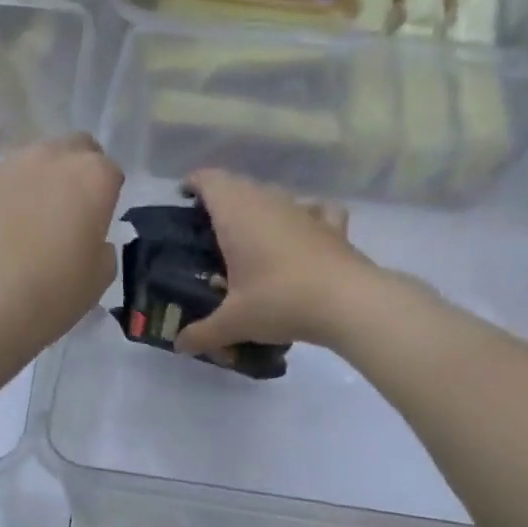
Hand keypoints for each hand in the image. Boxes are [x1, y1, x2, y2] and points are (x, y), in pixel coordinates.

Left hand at [0, 134, 123, 345]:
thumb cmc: (50, 292)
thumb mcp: (97, 280)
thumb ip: (101, 249)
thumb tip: (91, 240)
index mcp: (93, 177)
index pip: (111, 173)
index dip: (106, 199)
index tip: (97, 226)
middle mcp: (53, 158)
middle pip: (75, 150)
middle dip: (77, 174)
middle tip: (70, 215)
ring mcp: (10, 165)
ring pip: (37, 161)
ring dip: (42, 182)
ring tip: (33, 224)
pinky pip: (5, 181)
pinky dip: (11, 197)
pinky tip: (3, 230)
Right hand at [174, 169, 376, 356]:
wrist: (347, 302)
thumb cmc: (278, 301)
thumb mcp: (233, 323)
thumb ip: (202, 334)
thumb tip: (180, 345)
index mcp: (236, 214)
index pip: (209, 181)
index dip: (194, 184)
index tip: (183, 197)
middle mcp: (268, 201)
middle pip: (238, 186)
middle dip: (221, 200)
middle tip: (208, 228)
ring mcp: (302, 210)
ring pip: (272, 195)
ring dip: (257, 208)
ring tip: (248, 237)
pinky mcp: (331, 225)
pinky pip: (312, 209)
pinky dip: (302, 216)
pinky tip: (301, 231)